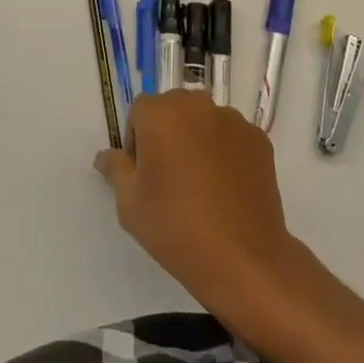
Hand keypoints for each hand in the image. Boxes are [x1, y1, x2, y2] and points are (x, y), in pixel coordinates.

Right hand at [96, 92, 296, 309]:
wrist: (242, 258)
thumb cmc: (176, 228)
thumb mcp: (130, 204)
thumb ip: (115, 169)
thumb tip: (105, 156)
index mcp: (161, 112)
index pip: (139, 112)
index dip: (136, 143)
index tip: (144, 176)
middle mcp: (197, 104)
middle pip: (173, 110)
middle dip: (167, 135)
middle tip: (169, 179)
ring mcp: (232, 120)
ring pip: (203, 122)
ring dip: (196, 141)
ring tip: (201, 186)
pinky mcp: (258, 139)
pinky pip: (230, 137)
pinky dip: (224, 153)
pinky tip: (225, 189)